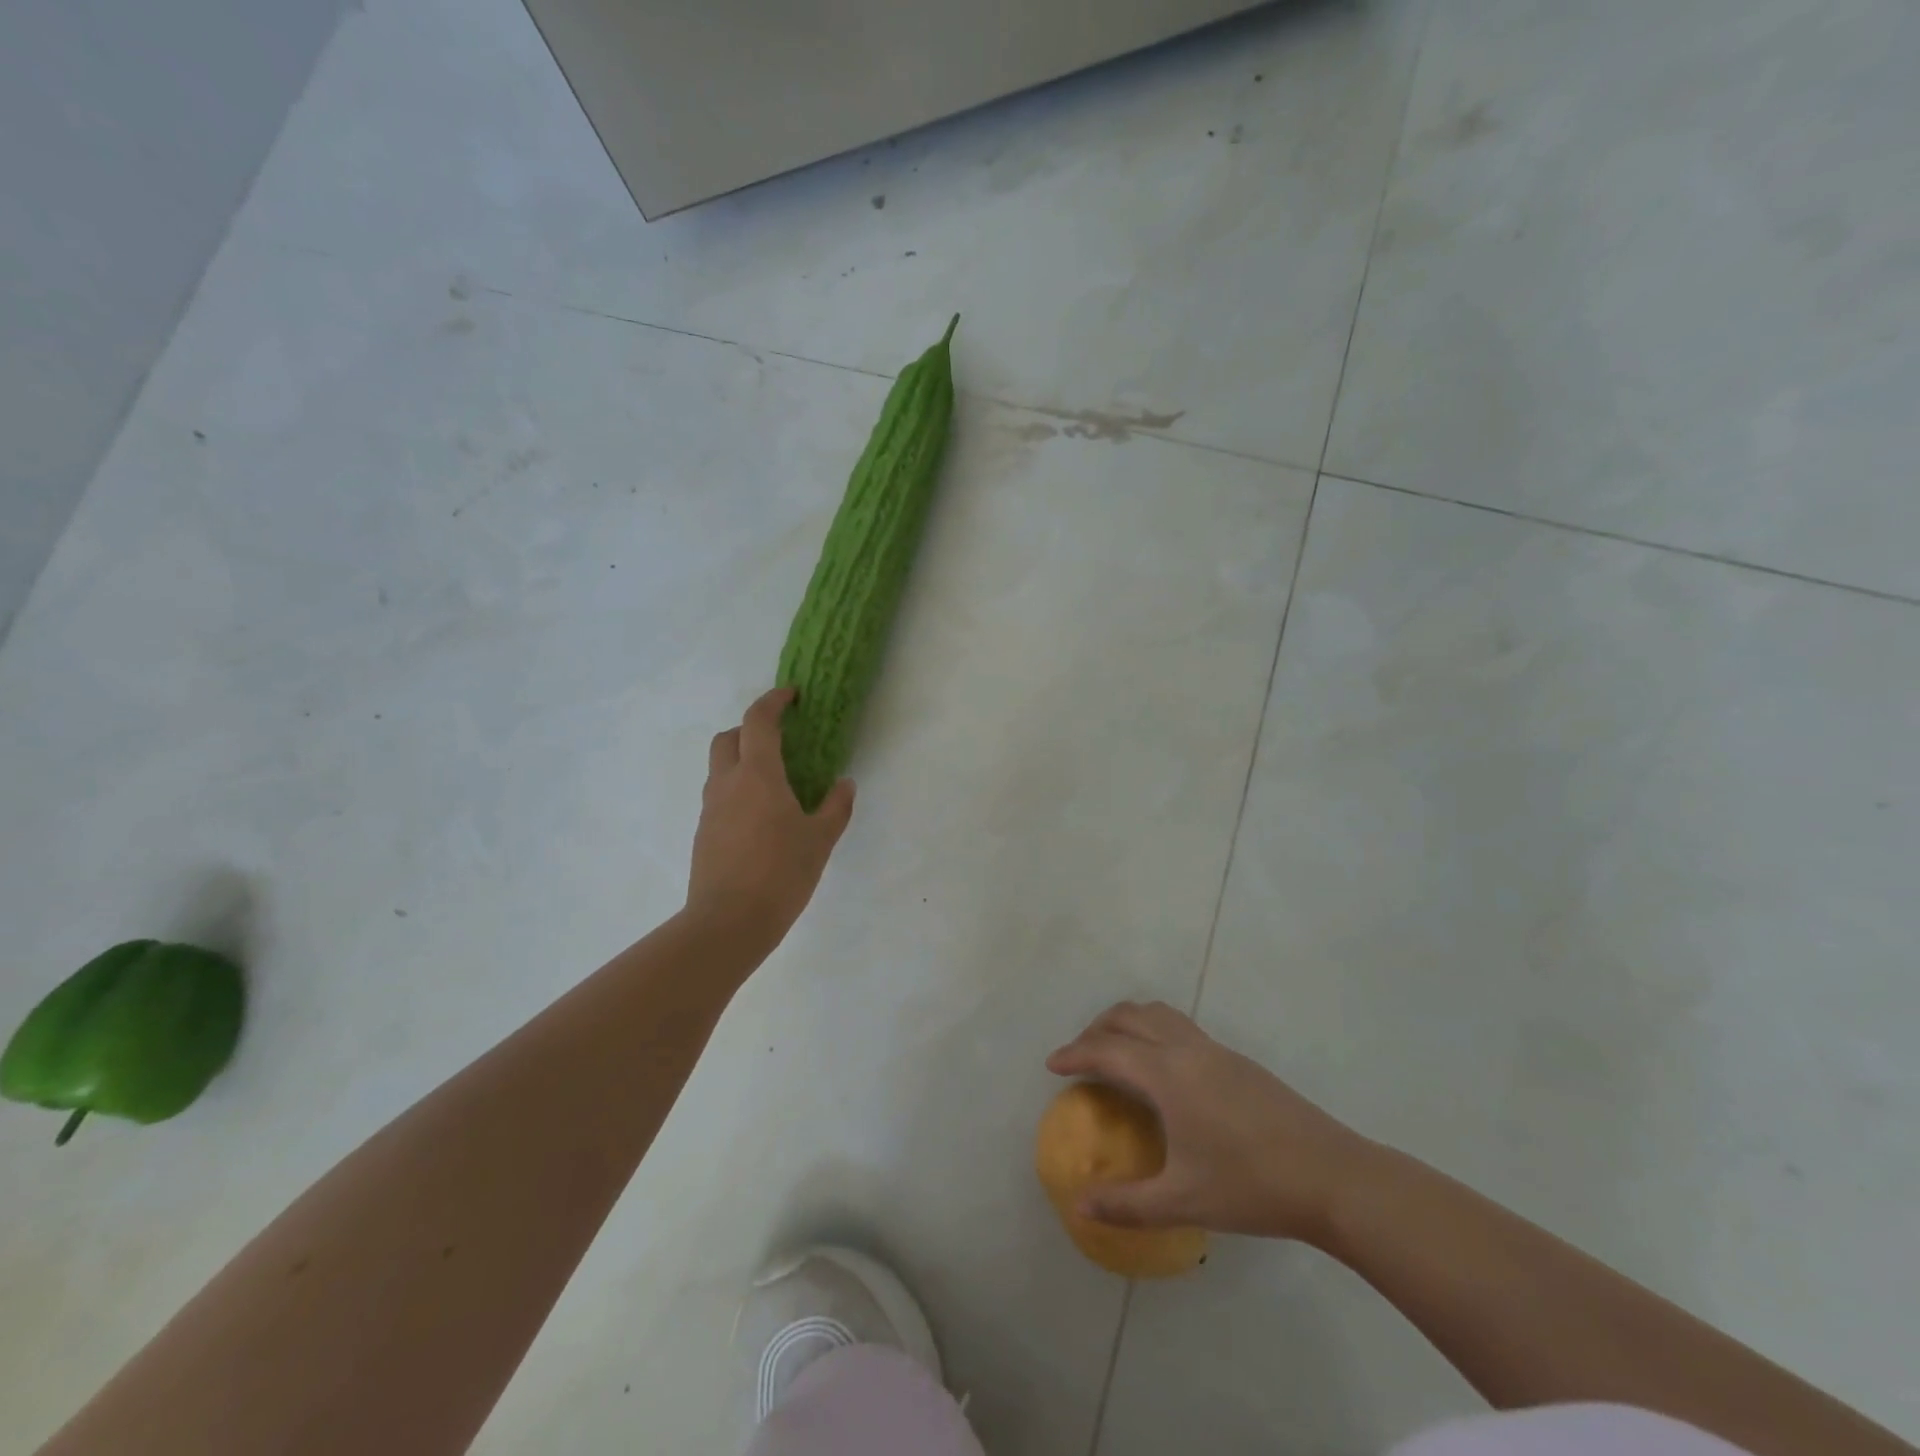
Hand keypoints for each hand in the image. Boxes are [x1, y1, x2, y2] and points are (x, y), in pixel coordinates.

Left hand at [686, 688, 855, 949]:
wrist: (728, 922)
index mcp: (758, 775)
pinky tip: (760, 818)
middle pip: (728, 737)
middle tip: (779, 740)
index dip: (773, 701)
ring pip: (720, 767)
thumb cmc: (780, 874)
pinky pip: (719, 796)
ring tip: (774, 782)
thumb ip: (835, 807)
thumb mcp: (820, 840)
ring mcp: (711, 808)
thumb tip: (844, 785)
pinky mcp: (704, 832)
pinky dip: (737, 790)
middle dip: (750, 728)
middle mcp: (728, 783)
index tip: (791, 695)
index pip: (758, 721)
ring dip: (742, 759)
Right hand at [1046, 1001, 1367, 1244]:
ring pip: (1157, 1013)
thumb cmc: (1250, 1186)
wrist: (1332, 1176)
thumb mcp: (1183, 1201)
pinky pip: (1179, 1026)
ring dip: (1127, 1023)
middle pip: (1128, 1016)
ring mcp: (1214, 1049)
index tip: (1052, 1065)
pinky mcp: (1235, 1059)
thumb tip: (1079, 1205)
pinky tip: (1162, 1071)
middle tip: (1079, 1057)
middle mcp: (1185, 1049)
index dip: (1074, 1053)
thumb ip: (1126, 1203)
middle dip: (1096, 1030)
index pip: (1107, 1050)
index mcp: (1166, 1074)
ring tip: (1115, 1052)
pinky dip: (1153, 1031)